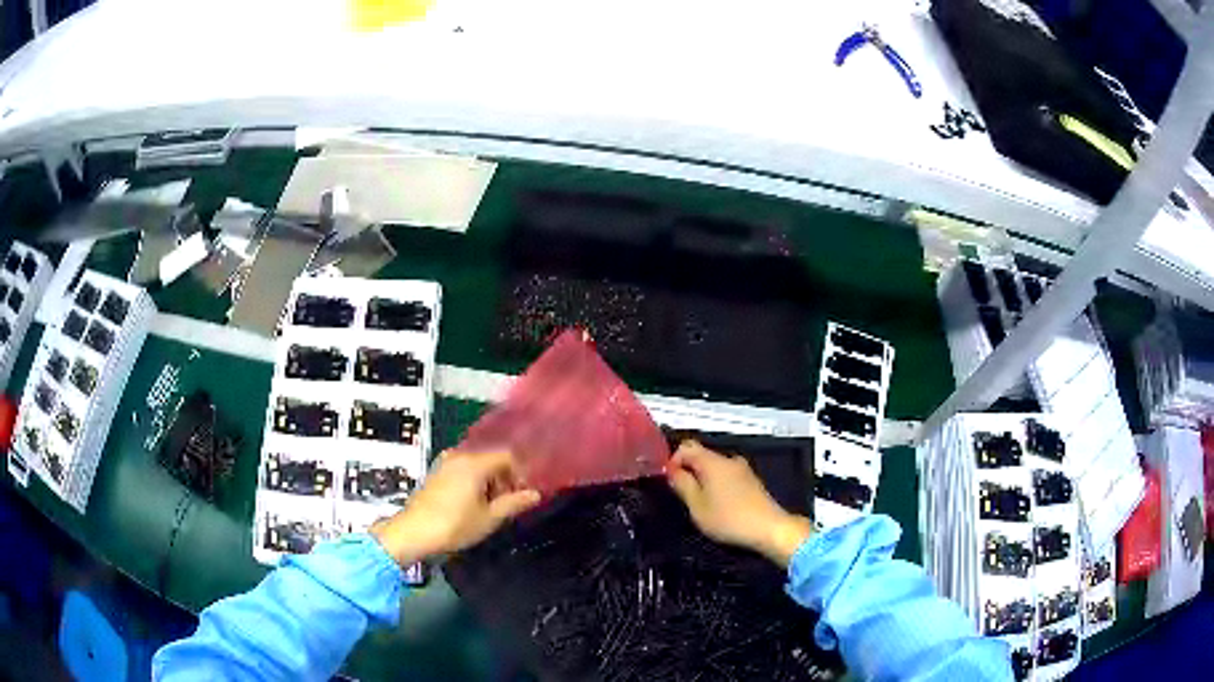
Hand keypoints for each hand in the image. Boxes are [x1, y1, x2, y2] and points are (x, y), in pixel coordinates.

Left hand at [371, 450, 540, 566]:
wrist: (413, 532)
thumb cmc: (454, 525)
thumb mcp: (489, 518)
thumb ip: (514, 503)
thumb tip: (535, 495)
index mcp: (475, 462)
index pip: (507, 457)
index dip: (520, 474)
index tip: (524, 495)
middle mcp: (459, 455)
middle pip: (491, 459)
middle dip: (504, 479)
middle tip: (510, 503)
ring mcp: (445, 463)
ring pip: (477, 465)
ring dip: (489, 482)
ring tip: (492, 507)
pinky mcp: (436, 473)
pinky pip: (463, 470)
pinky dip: (473, 482)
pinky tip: (473, 504)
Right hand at [667, 441, 811, 566]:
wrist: (769, 528)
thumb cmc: (728, 518)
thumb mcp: (697, 506)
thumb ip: (682, 485)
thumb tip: (672, 470)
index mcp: (713, 462)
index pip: (686, 447)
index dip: (673, 461)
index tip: (670, 481)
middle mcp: (728, 459)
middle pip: (701, 456)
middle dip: (689, 471)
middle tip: (683, 496)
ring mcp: (742, 469)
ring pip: (714, 467)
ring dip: (703, 480)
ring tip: (700, 503)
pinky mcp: (751, 480)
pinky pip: (727, 475)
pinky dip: (718, 485)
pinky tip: (719, 505)